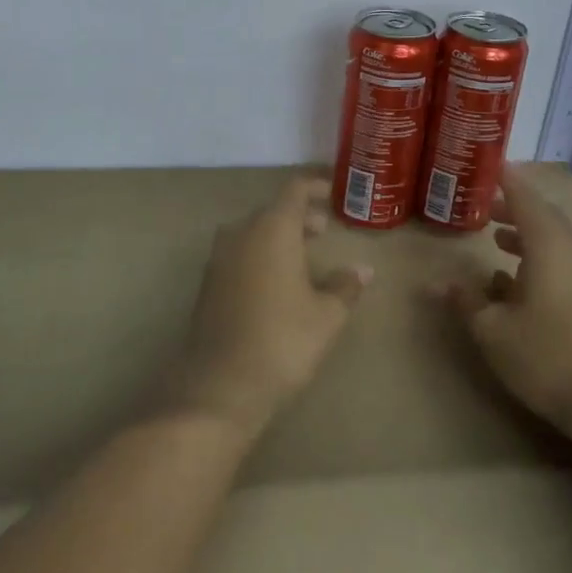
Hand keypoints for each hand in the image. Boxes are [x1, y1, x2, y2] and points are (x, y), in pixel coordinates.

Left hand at [174, 177, 372, 440]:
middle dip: (298, 216)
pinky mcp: (208, 284)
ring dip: (277, 236)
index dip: (314, 187)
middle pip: (271, 211)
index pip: (294, 191)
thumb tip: (363, 269)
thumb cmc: (283, 341)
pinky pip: (238, 254)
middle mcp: (240, 234)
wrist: (221, 385)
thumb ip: (345, 285)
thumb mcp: (326, 315)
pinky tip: (275, 281)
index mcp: (272, 229)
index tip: (332, 192)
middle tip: (324, 230)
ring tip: (303, 255)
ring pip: (252, 232)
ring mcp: (218, 258)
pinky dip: (259, 255)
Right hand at [438, 167, 571, 437]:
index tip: (488, 164)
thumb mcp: (493, 330)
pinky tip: (515, 281)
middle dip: (513, 205)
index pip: (526, 198)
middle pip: (544, 215)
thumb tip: (439, 284)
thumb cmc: (546, 357)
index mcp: (550, 247)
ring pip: (555, 239)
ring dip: (526, 232)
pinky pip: (564, 260)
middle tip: (482, 203)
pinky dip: (539, 256)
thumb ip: (466, 301)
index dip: (506, 179)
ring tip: (496, 236)